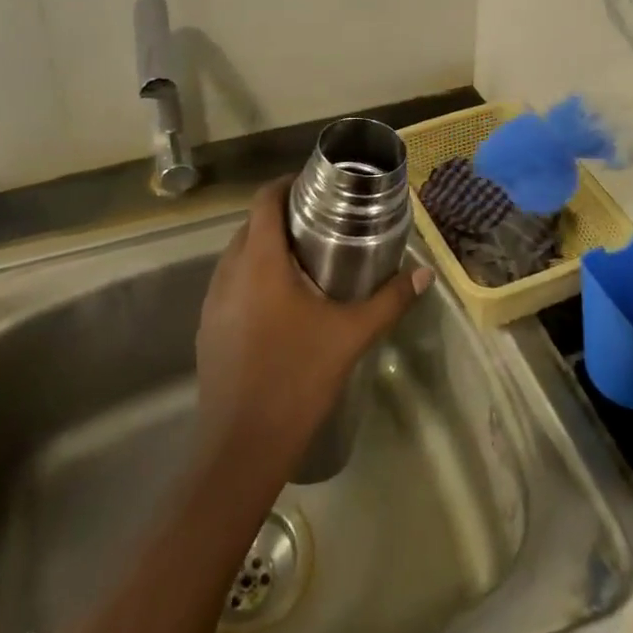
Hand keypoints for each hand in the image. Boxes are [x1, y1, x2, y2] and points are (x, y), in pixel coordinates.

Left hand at [195, 178, 433, 470]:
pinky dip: (252, 277)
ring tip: (304, 258)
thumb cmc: (296, 378)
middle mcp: (229, 272)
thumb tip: (425, 273)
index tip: (316, 186)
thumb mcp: (350, 335)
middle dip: (281, 216)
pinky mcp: (207, 329)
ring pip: (237, 255)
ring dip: (265, 247)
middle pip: (251, 225)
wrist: (241, 448)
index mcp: (259, 261)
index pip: (264, 200)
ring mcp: (213, 302)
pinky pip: (230, 284)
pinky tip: (281, 303)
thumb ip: (389, 300)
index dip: (286, 184)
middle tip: (321, 223)